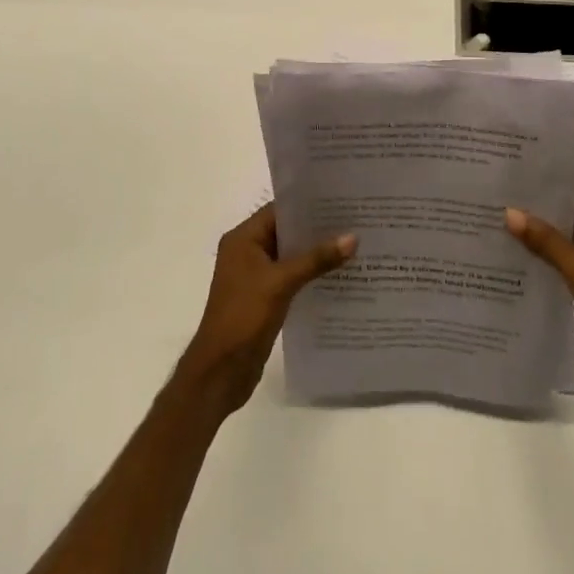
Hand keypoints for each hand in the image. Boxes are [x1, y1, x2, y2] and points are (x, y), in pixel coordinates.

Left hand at [178, 204, 355, 417]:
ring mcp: (255, 277)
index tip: (340, 201)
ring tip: (353, 247)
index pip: (278, 210)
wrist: (220, 372)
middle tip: (353, 221)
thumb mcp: (281, 283)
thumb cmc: (244, 316)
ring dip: (316, 254)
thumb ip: (316, 259)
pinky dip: (310, 276)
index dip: (307, 205)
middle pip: (286, 232)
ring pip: (290, 257)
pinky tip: (338, 277)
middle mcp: (247, 252)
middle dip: (316, 230)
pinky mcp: (264, 299)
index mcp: (243, 239)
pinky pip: (291, 279)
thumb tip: (352, 237)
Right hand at [506, 178, 573, 421]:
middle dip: (538, 205)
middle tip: (497, 192)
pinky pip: (567, 261)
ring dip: (539, 232)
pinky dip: (546, 256)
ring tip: (498, 219)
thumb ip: (547, 242)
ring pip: (566, 237)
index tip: (515, 169)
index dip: (549, 178)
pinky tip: (517, 255)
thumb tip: (510, 212)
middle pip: (571, 211)